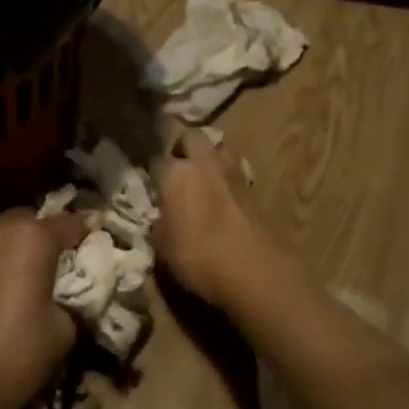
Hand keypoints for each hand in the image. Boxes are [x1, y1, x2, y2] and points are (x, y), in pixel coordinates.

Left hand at [0, 209, 83, 408]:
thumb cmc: (15, 352)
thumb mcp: (63, 331)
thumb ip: (71, 303)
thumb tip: (66, 300)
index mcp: (33, 236)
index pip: (70, 223)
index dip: (87, 234)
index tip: (98, 246)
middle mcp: (0, 230)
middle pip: (32, 220)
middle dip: (48, 235)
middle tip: (64, 262)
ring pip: (5, 235)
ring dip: (21, 248)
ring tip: (36, 277)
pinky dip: (1, 262)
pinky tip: (9, 289)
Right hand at [151, 129, 270, 307]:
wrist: (253, 270)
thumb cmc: (197, 257)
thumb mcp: (162, 247)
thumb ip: (159, 224)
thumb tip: (162, 218)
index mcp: (176, 173)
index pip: (157, 159)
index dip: (154, 172)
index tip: (153, 186)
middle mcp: (204, 164)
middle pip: (192, 138)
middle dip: (184, 149)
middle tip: (179, 171)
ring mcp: (234, 173)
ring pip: (219, 150)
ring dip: (211, 161)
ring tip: (205, 182)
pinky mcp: (255, 189)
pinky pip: (237, 174)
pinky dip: (230, 182)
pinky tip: (226, 201)